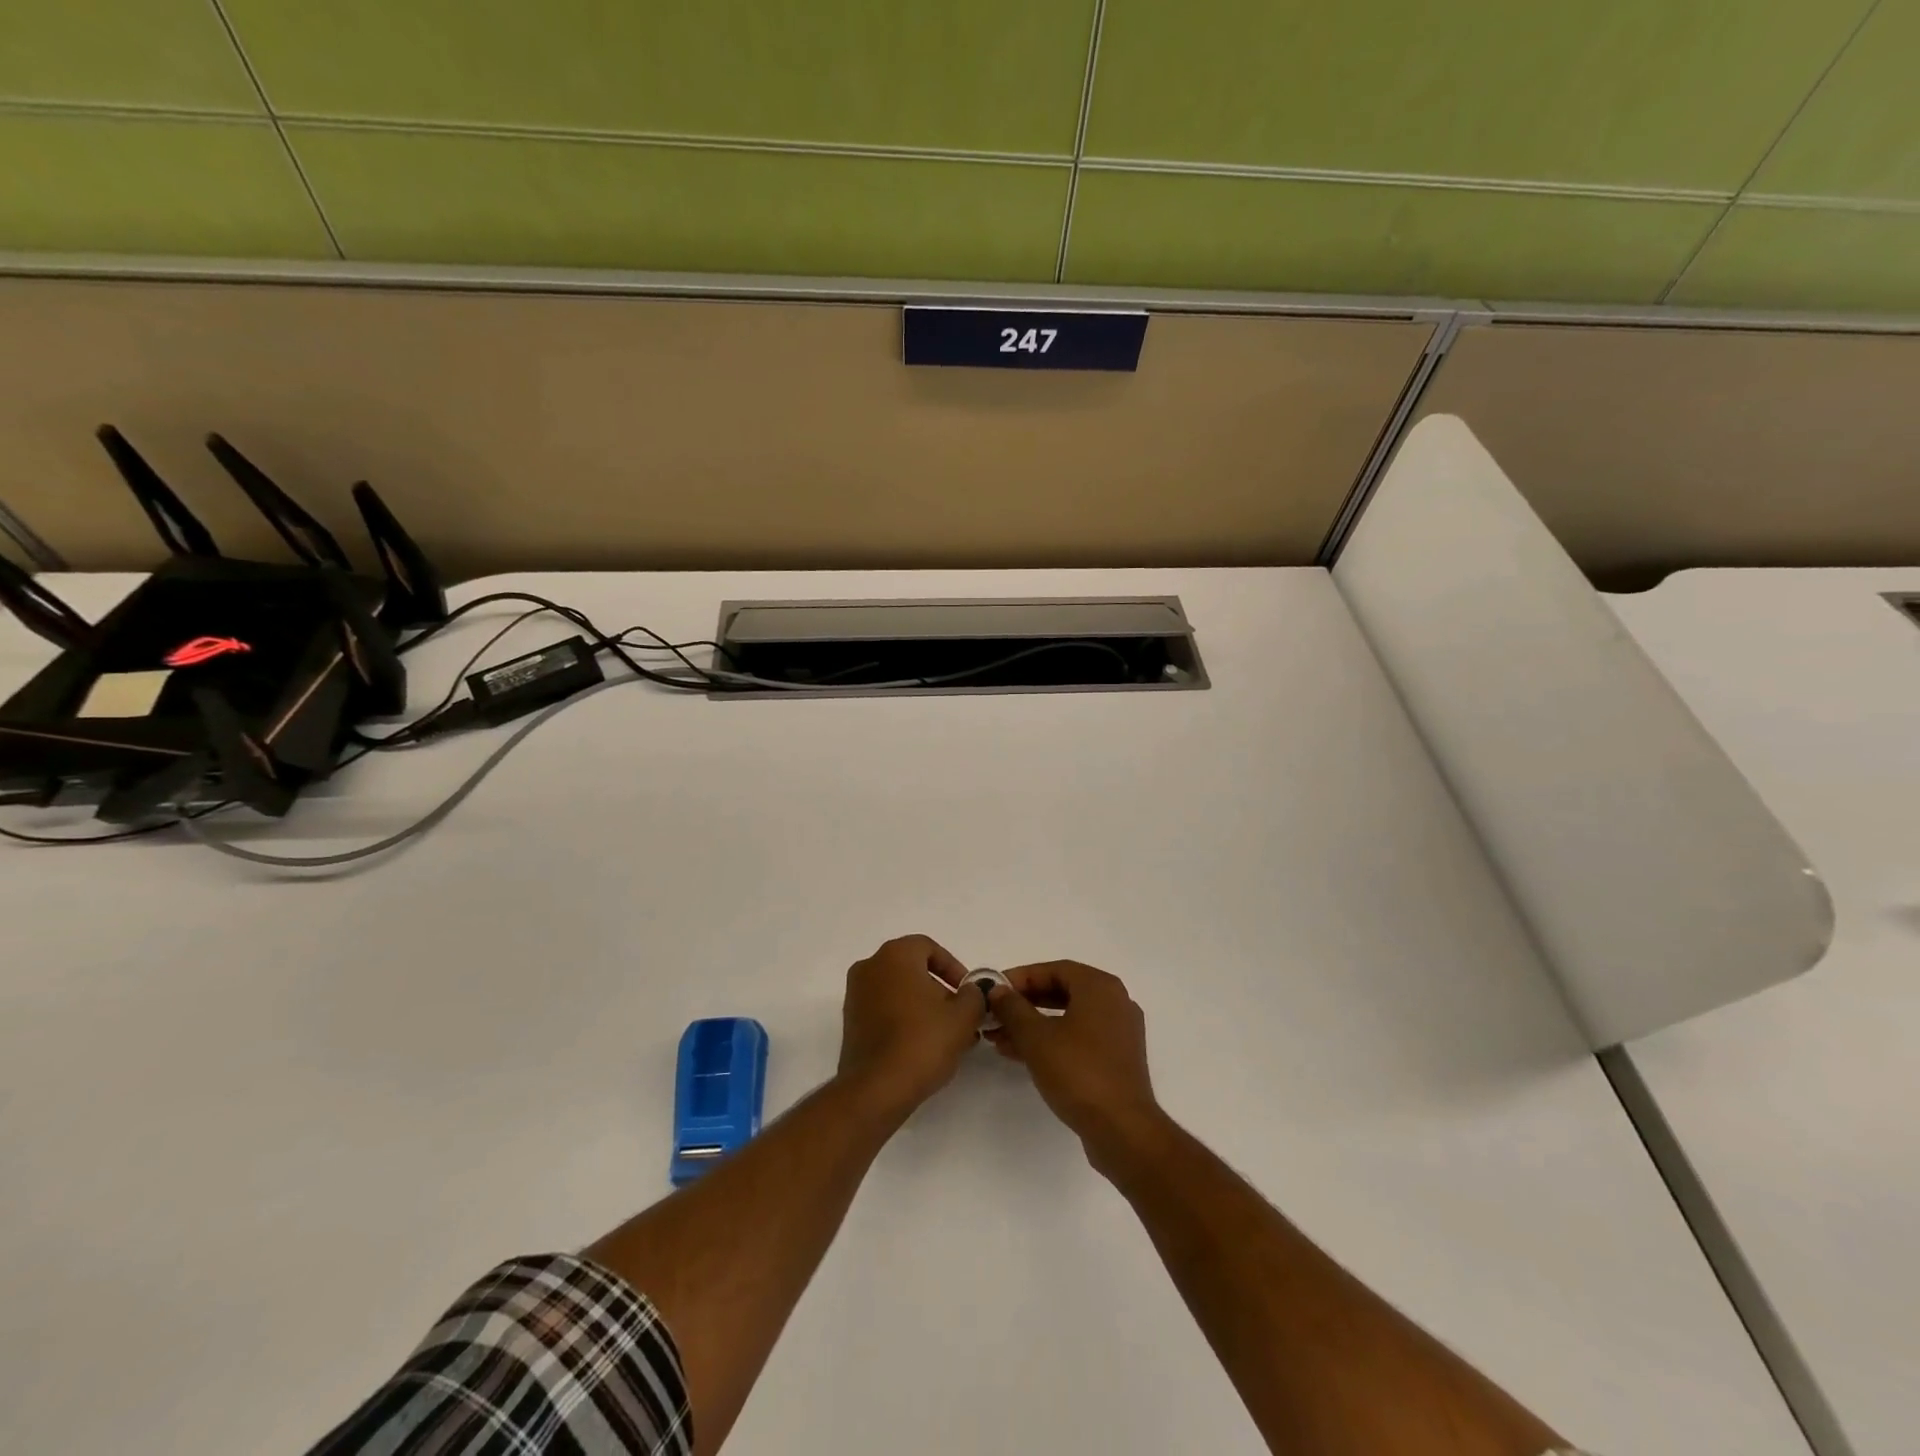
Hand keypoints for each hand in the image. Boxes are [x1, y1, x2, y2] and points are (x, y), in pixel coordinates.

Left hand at [836, 935, 983, 1121]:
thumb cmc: (922, 1041)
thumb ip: (974, 996)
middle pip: (913, 969)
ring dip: (924, 1007)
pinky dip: (905, 1020)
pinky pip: (884, 1010)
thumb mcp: (963, 1017)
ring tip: (948, 1037)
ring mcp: (856, 995)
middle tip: (961, 1017)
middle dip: (940, 990)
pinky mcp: (851, 1023)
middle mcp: (870, 967)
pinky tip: (924, 1047)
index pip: (929, 947)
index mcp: (895, 955)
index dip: (953, 968)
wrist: (876, 1089)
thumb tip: (972, 991)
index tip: (968, 992)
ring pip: (899, 991)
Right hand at [986, 961, 1163, 1166]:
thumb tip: (997, 990)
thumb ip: (1013, 1008)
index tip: (994, 990)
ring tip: (998, 1038)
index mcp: (1100, 987)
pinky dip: (1051, 1041)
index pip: (1054, 970)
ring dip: (1033, 1025)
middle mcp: (1114, 1002)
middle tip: (995, 1013)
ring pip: (1068, 1018)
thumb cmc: (1078, 1072)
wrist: (1122, 1130)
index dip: (1020, 977)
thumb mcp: (1036, 1038)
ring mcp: (1118, 1032)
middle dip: (1024, 1003)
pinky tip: (1021, 1055)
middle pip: (1062, 992)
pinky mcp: (1117, 1059)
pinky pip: (1078, 1038)